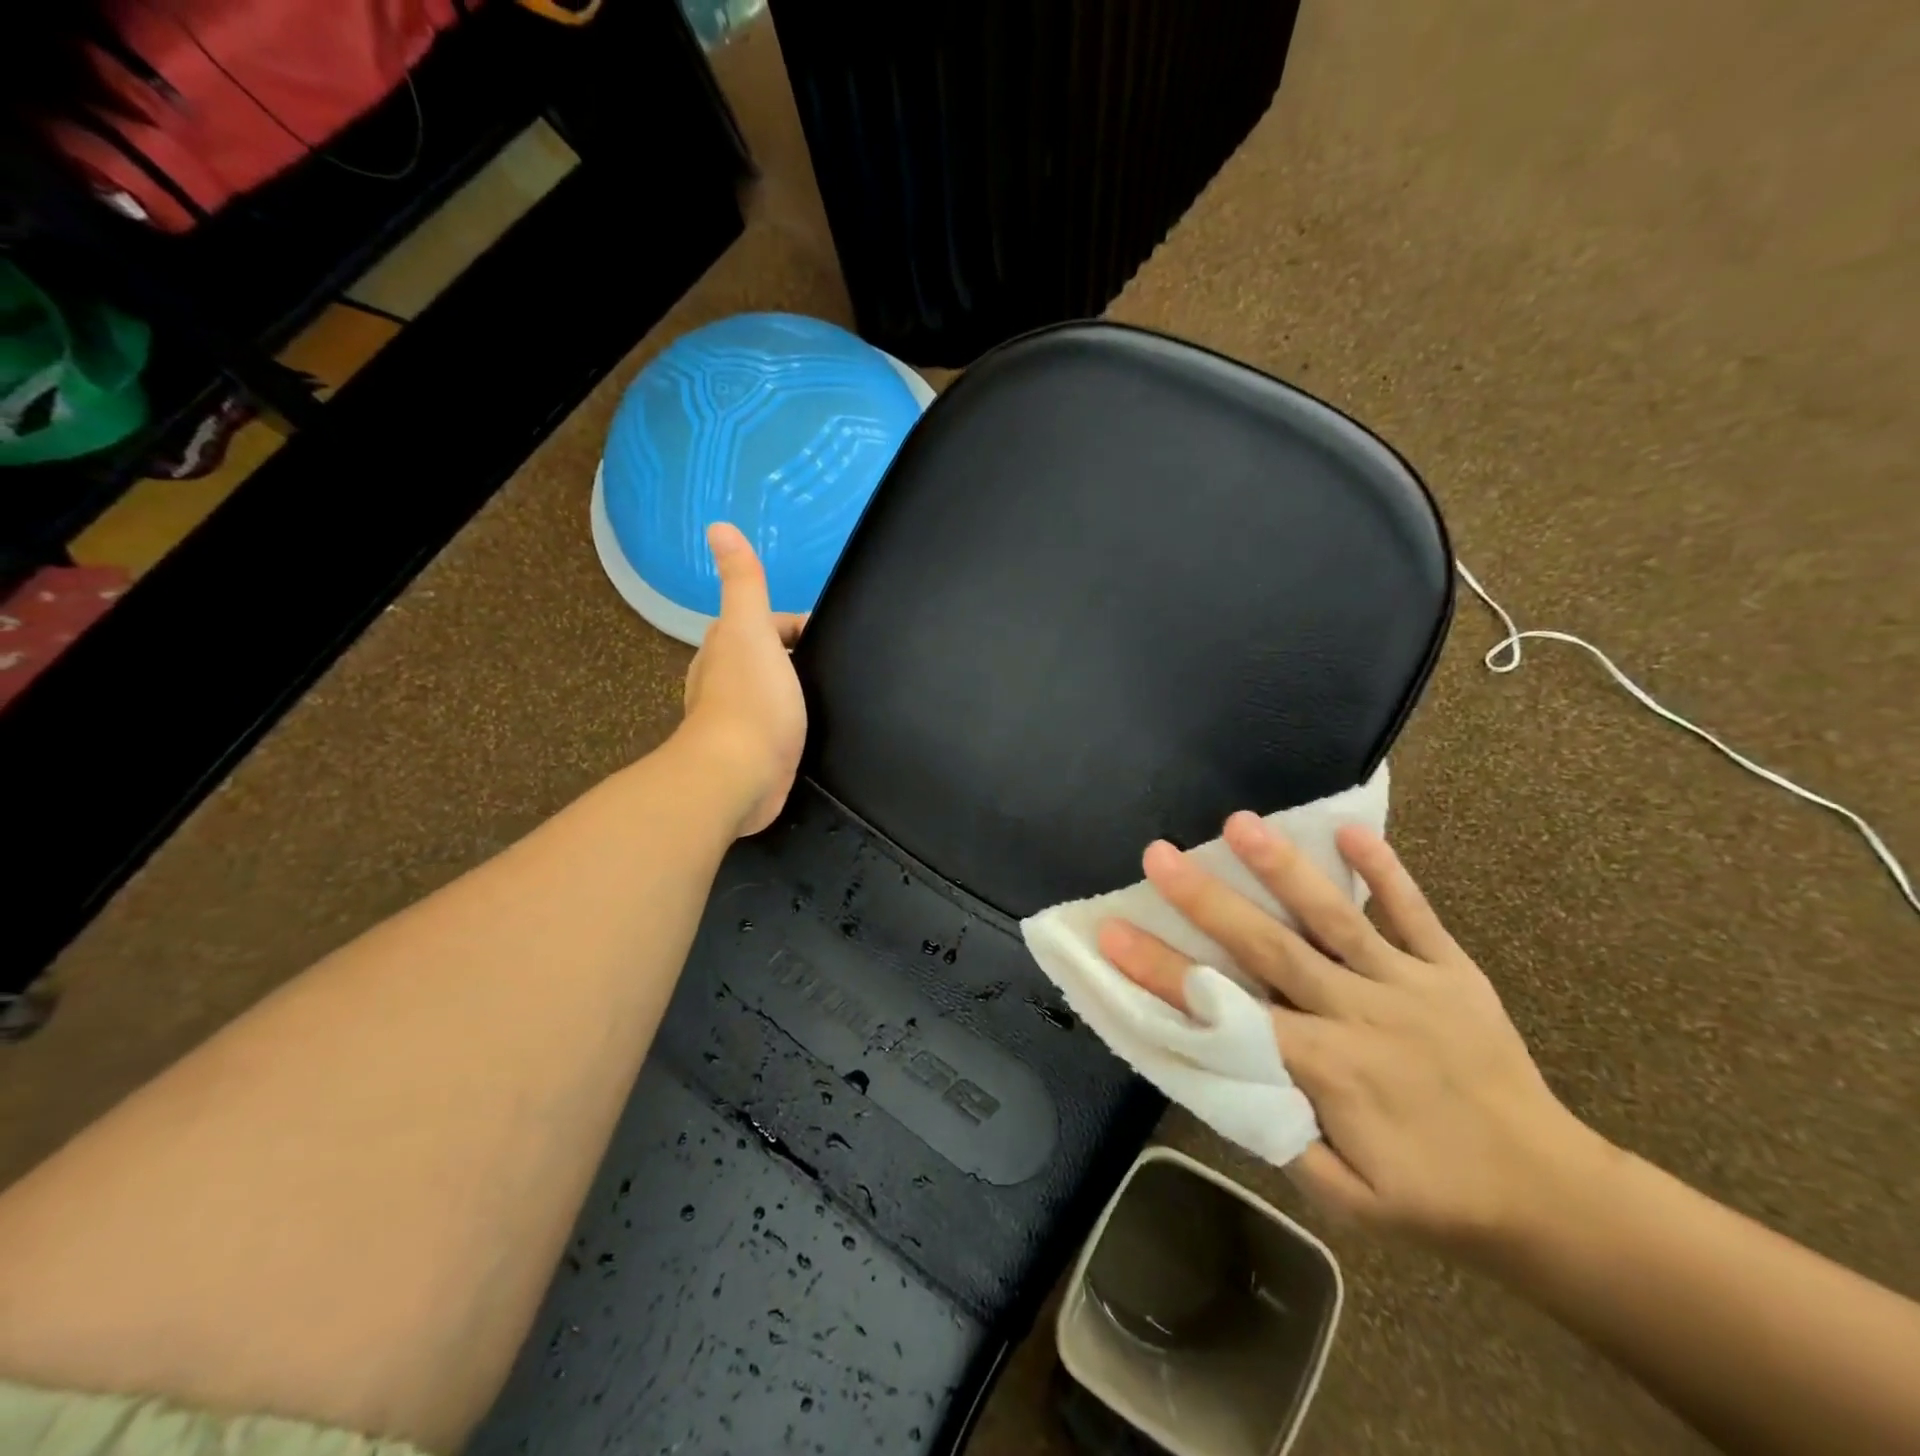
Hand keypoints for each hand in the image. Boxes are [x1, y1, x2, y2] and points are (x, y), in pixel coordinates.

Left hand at [679, 523, 806, 836]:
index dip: (799, 626)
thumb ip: (743, 582)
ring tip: (832, 697)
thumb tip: (718, 526)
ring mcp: (739, 718)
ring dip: (796, 690)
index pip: (767, 623)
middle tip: (838, 667)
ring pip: (773, 691)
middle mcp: (724, 679)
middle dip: (799, 657)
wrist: (739, 775)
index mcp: (724, 647)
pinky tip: (814, 730)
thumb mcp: (751, 630)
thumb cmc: (750, 700)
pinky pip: (778, 725)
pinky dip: (794, 722)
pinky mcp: (753, 751)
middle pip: (769, 656)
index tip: (832, 638)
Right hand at [1096, 815, 1603, 1256]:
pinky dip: (1384, 872)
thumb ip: (1277, 1130)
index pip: (1226, 1011)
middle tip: (1159, 855)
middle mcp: (1359, 1013)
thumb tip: (1216, 1065)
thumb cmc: (1432, 1196)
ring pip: (1336, 918)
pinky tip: (1351, 829)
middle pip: (1270, 947)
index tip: (1112, 935)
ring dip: (1285, 868)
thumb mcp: (1342, 1196)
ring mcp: (1408, 984)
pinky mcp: (1451, 970)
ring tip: (1241, 823)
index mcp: (1326, 1069)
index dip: (1163, 972)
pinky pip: (1414, 913)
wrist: (1552, 1195)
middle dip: (1206, 900)